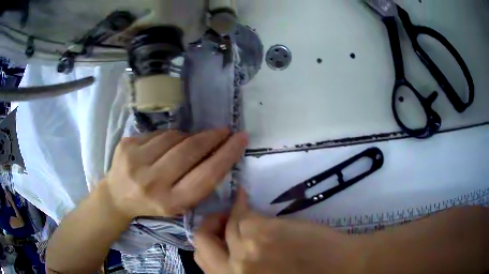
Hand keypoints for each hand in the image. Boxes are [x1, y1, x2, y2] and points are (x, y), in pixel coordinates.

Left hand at [105, 128, 247, 219]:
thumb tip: (217, 152)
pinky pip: (159, 133)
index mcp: (170, 202)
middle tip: (224, 131)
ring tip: (191, 142)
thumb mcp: (178, 204)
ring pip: (175, 137)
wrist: (116, 196)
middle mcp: (152, 182)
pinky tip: (169, 144)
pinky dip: (170, 136)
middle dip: (212, 137)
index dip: (226, 155)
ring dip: (189, 137)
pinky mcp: (127, 145)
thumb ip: (197, 184)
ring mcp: (136, 161)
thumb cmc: (152, 203)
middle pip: (190, 151)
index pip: (205, 176)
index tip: (240, 139)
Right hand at [193, 188, 364, 273]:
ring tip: (239, 208)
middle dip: (207, 229)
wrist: (343, 270)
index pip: (204, 262)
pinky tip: (246, 198)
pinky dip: (242, 204)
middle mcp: (233, 272)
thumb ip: (245, 268)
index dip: (209, 247)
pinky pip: (242, 214)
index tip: (218, 237)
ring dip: (229, 216)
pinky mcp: (263, 232)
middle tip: (220, 220)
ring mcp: (247, 252)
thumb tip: (233, 249)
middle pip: (201, 245)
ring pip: (225, 227)